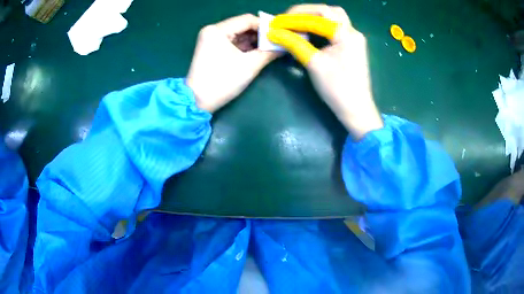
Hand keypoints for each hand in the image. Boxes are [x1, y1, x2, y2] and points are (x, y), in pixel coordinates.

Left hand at [187, 14, 277, 112]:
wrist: (198, 101)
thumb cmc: (223, 81)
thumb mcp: (249, 65)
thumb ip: (269, 52)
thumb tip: (284, 45)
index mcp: (218, 30)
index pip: (247, 20)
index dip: (266, 26)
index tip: (280, 35)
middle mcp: (212, 30)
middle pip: (242, 26)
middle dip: (260, 34)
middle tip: (277, 42)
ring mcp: (210, 39)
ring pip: (238, 34)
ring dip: (253, 41)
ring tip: (269, 49)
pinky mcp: (211, 48)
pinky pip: (232, 42)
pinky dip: (244, 46)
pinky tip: (257, 52)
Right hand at [268, 5, 382, 139]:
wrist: (356, 110)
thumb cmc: (337, 88)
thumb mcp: (314, 63)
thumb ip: (294, 43)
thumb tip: (274, 33)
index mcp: (347, 34)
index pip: (319, 15)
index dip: (296, 17)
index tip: (278, 21)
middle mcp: (353, 32)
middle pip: (330, 12)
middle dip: (307, 12)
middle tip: (289, 18)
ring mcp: (355, 40)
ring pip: (334, 19)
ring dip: (316, 17)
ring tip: (297, 23)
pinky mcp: (352, 47)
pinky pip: (336, 29)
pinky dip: (322, 26)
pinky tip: (310, 31)